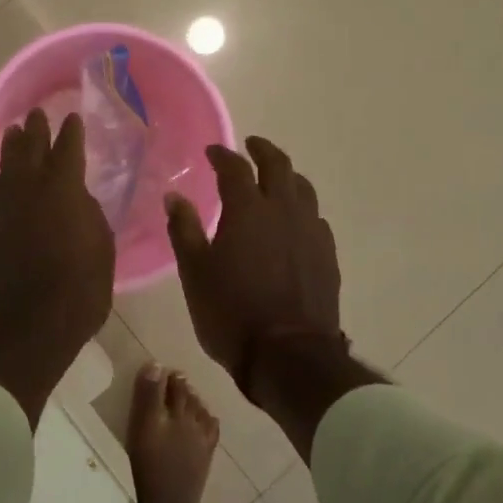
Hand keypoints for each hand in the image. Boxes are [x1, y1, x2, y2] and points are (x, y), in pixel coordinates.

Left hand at [0, 109, 114, 425]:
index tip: (71, 117)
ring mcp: (3, 209)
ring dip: (11, 148)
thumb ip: (90, 216)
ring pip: (6, 167)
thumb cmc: (78, 290)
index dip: (71, 132)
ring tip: (13, 133)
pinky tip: (0, 177)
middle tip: (36, 115)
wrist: (26, 328)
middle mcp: (29, 190)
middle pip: (30, 150)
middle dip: (35, 130)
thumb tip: (79, 200)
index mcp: (64, 189)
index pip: (68, 149)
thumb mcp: (102, 250)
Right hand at [164, 137, 343, 393]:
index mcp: (248, 209)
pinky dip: (302, 209)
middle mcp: (283, 210)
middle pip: (278, 165)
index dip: (222, 155)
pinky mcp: (328, 254)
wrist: (288, 356)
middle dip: (263, 150)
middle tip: (251, 146)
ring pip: (303, 188)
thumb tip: (174, 196)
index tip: (212, 151)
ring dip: (287, 176)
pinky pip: (315, 217)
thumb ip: (184, 230)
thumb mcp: (195, 273)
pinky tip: (295, 222)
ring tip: (275, 180)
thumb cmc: (231, 313)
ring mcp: (310, 231)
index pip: (235, 167)